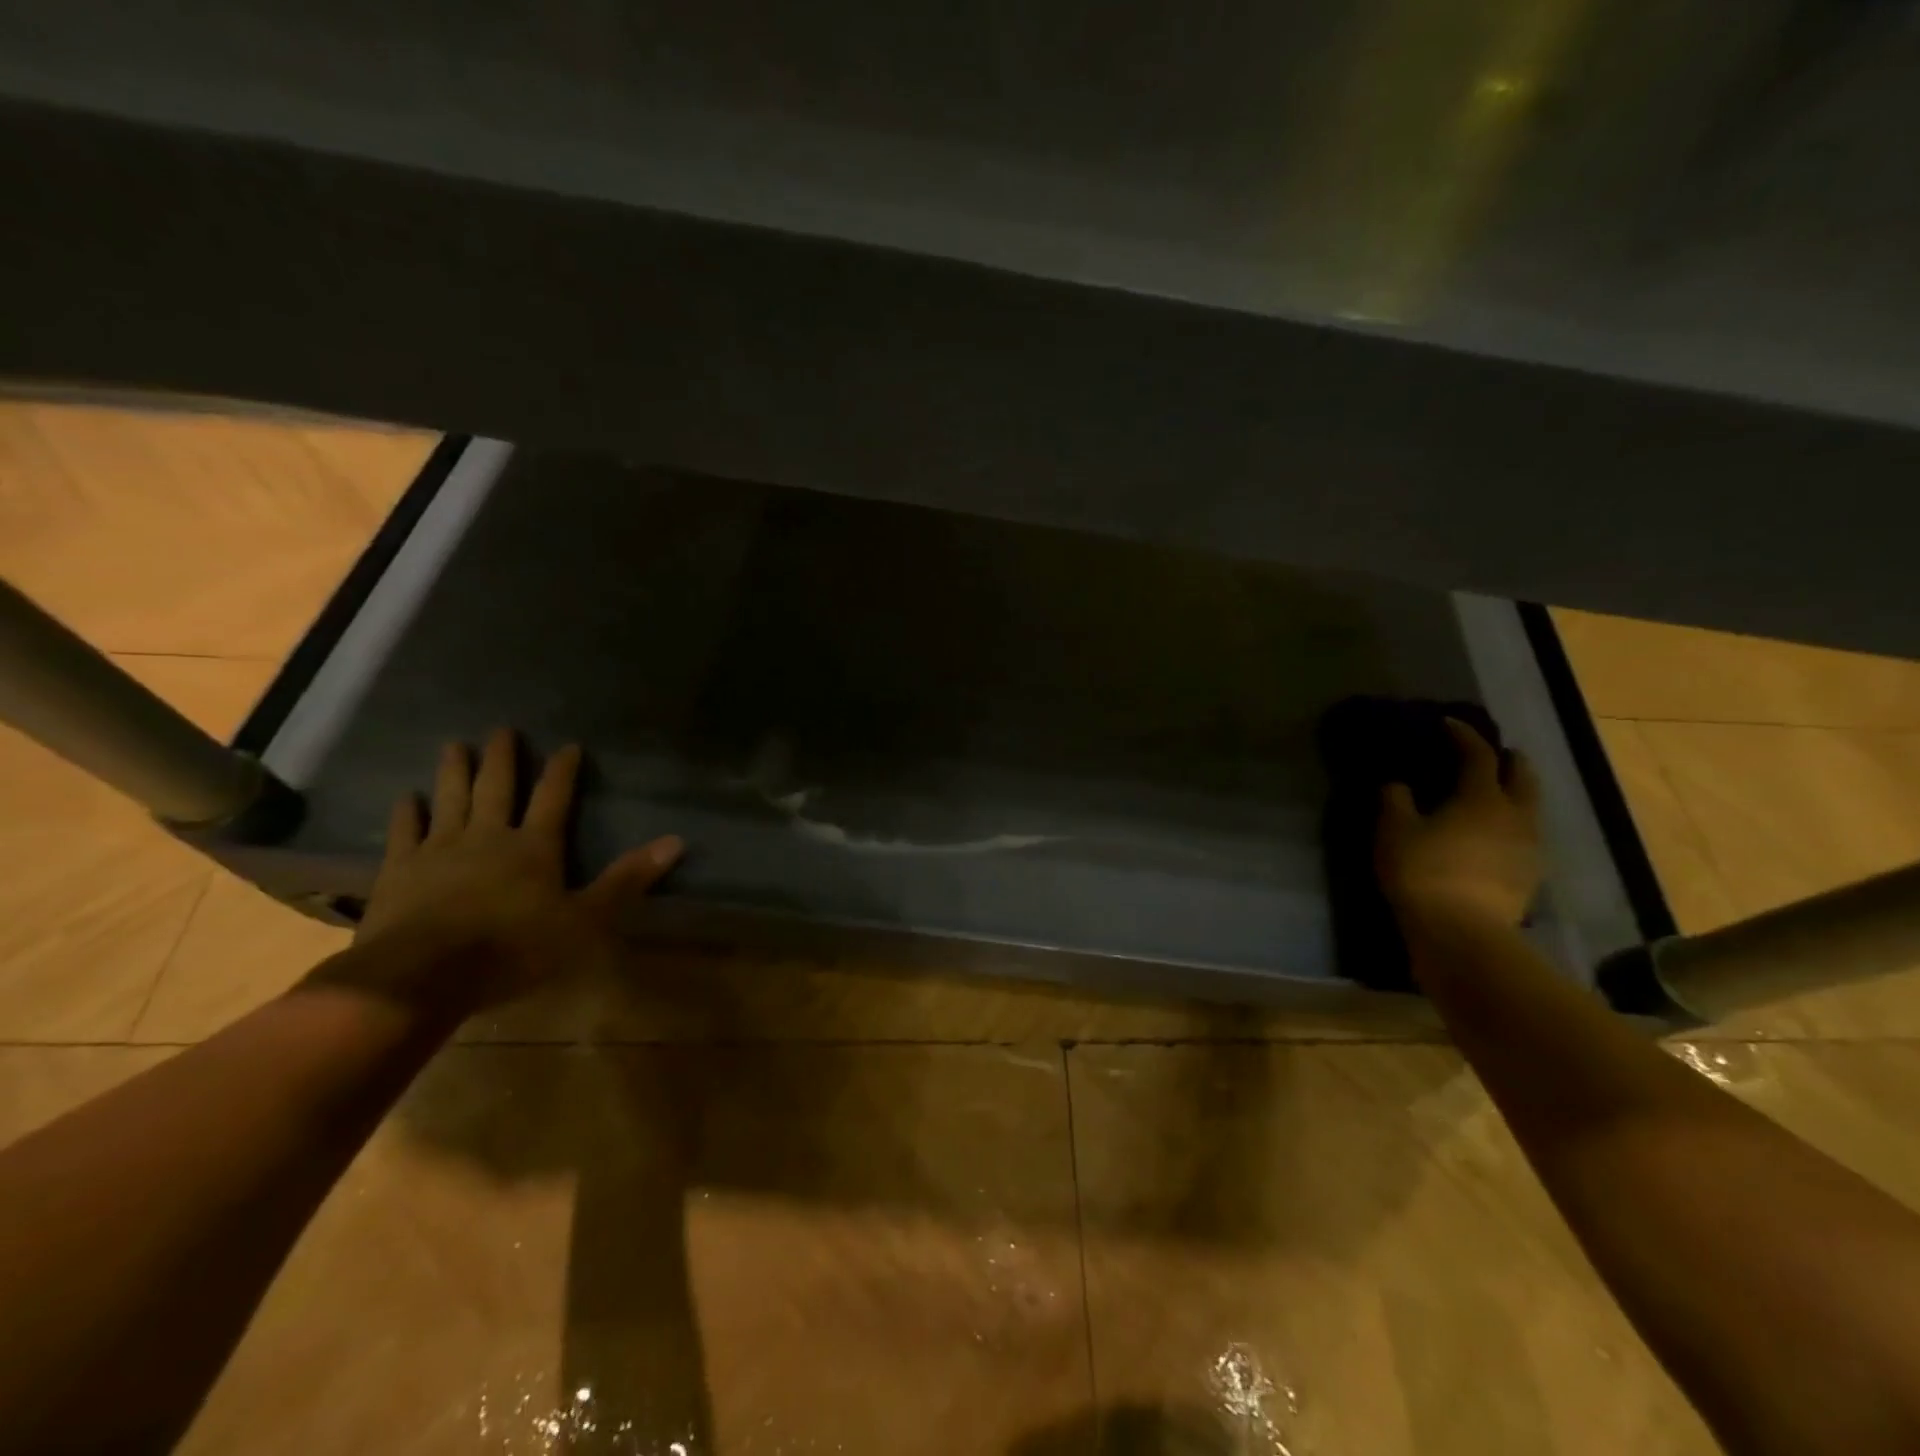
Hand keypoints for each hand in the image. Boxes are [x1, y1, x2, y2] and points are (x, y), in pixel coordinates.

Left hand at [340, 729, 682, 1014]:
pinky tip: (406, 797)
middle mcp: (488, 837)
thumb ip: (627, 879)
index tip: (568, 746)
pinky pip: (405, 833)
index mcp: (535, 847)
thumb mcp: (586, 920)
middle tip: (503, 729)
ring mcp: (439, 850)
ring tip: (455, 745)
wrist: (422, 975)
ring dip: (455, 771)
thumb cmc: (514, 949)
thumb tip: (676, 841)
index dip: (563, 771)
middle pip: (497, 788)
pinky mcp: (400, 871)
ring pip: (450, 800)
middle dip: (504, 758)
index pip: (554, 798)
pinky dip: (407, 813)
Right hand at [1375, 718, 1541, 930]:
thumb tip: (1398, 785)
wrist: (1462, 932)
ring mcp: (1529, 847)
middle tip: (1493, 755)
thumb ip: (1395, 800)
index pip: (1478, 755)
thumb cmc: (1423, 871)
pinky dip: (1510, 827)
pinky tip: (1492, 837)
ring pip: (1529, 809)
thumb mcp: (1394, 831)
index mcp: (1482, 797)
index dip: (1463, 735)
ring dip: (1514, 795)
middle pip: (1522, 777)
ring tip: (1492, 796)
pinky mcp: (1529, 876)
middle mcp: (1515, 815)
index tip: (1448, 724)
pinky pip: (1524, 838)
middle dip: (1508, 761)